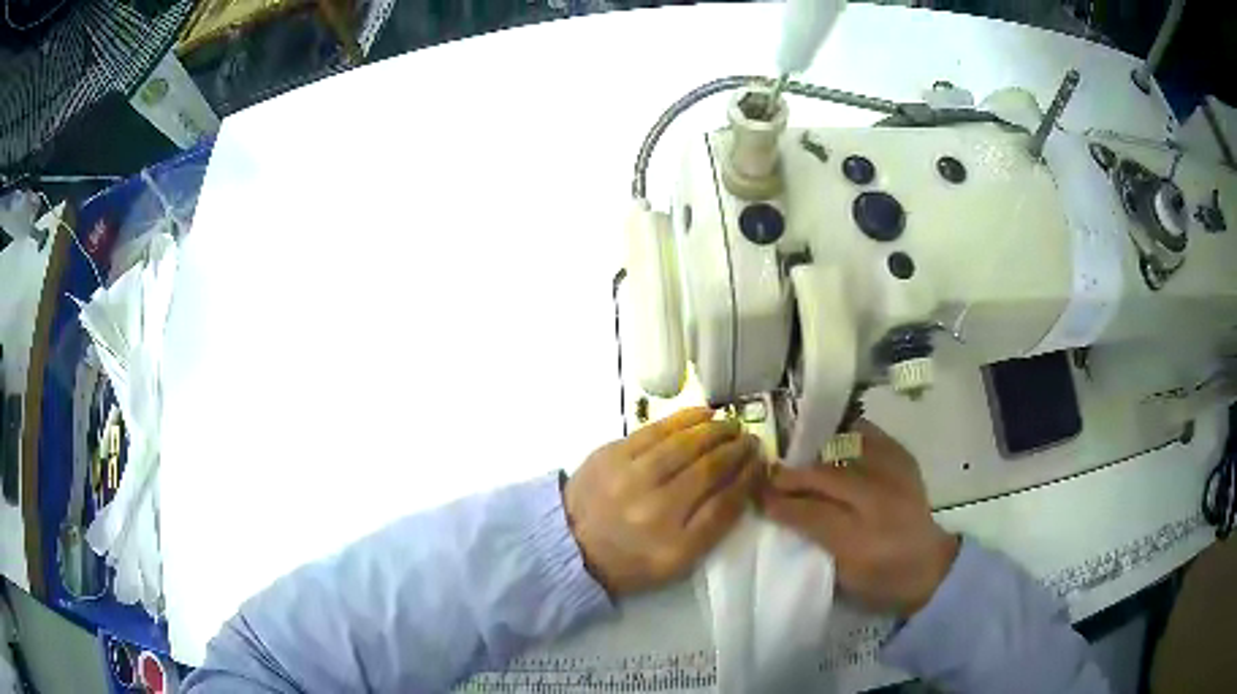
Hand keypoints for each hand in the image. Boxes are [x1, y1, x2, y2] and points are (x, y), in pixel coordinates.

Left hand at [564, 407, 762, 596]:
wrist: (569, 545)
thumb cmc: (629, 558)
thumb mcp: (676, 562)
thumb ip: (711, 527)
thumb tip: (740, 483)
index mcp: (674, 546)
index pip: (725, 505)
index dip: (748, 479)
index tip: (761, 463)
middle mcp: (655, 511)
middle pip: (708, 470)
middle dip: (736, 451)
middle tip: (750, 440)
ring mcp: (630, 479)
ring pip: (685, 446)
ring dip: (716, 431)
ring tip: (731, 425)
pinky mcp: (611, 456)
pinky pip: (656, 430)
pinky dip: (685, 419)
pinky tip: (704, 414)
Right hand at [758, 420, 958, 616]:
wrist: (930, 568)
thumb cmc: (880, 582)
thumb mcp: (841, 578)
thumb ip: (811, 544)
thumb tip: (779, 515)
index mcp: (862, 543)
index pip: (811, 515)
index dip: (780, 504)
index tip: (756, 497)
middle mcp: (881, 504)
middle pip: (827, 477)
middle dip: (792, 474)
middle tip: (770, 473)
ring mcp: (896, 477)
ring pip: (846, 450)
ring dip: (815, 451)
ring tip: (795, 454)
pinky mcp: (905, 462)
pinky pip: (871, 437)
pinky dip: (847, 435)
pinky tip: (831, 440)